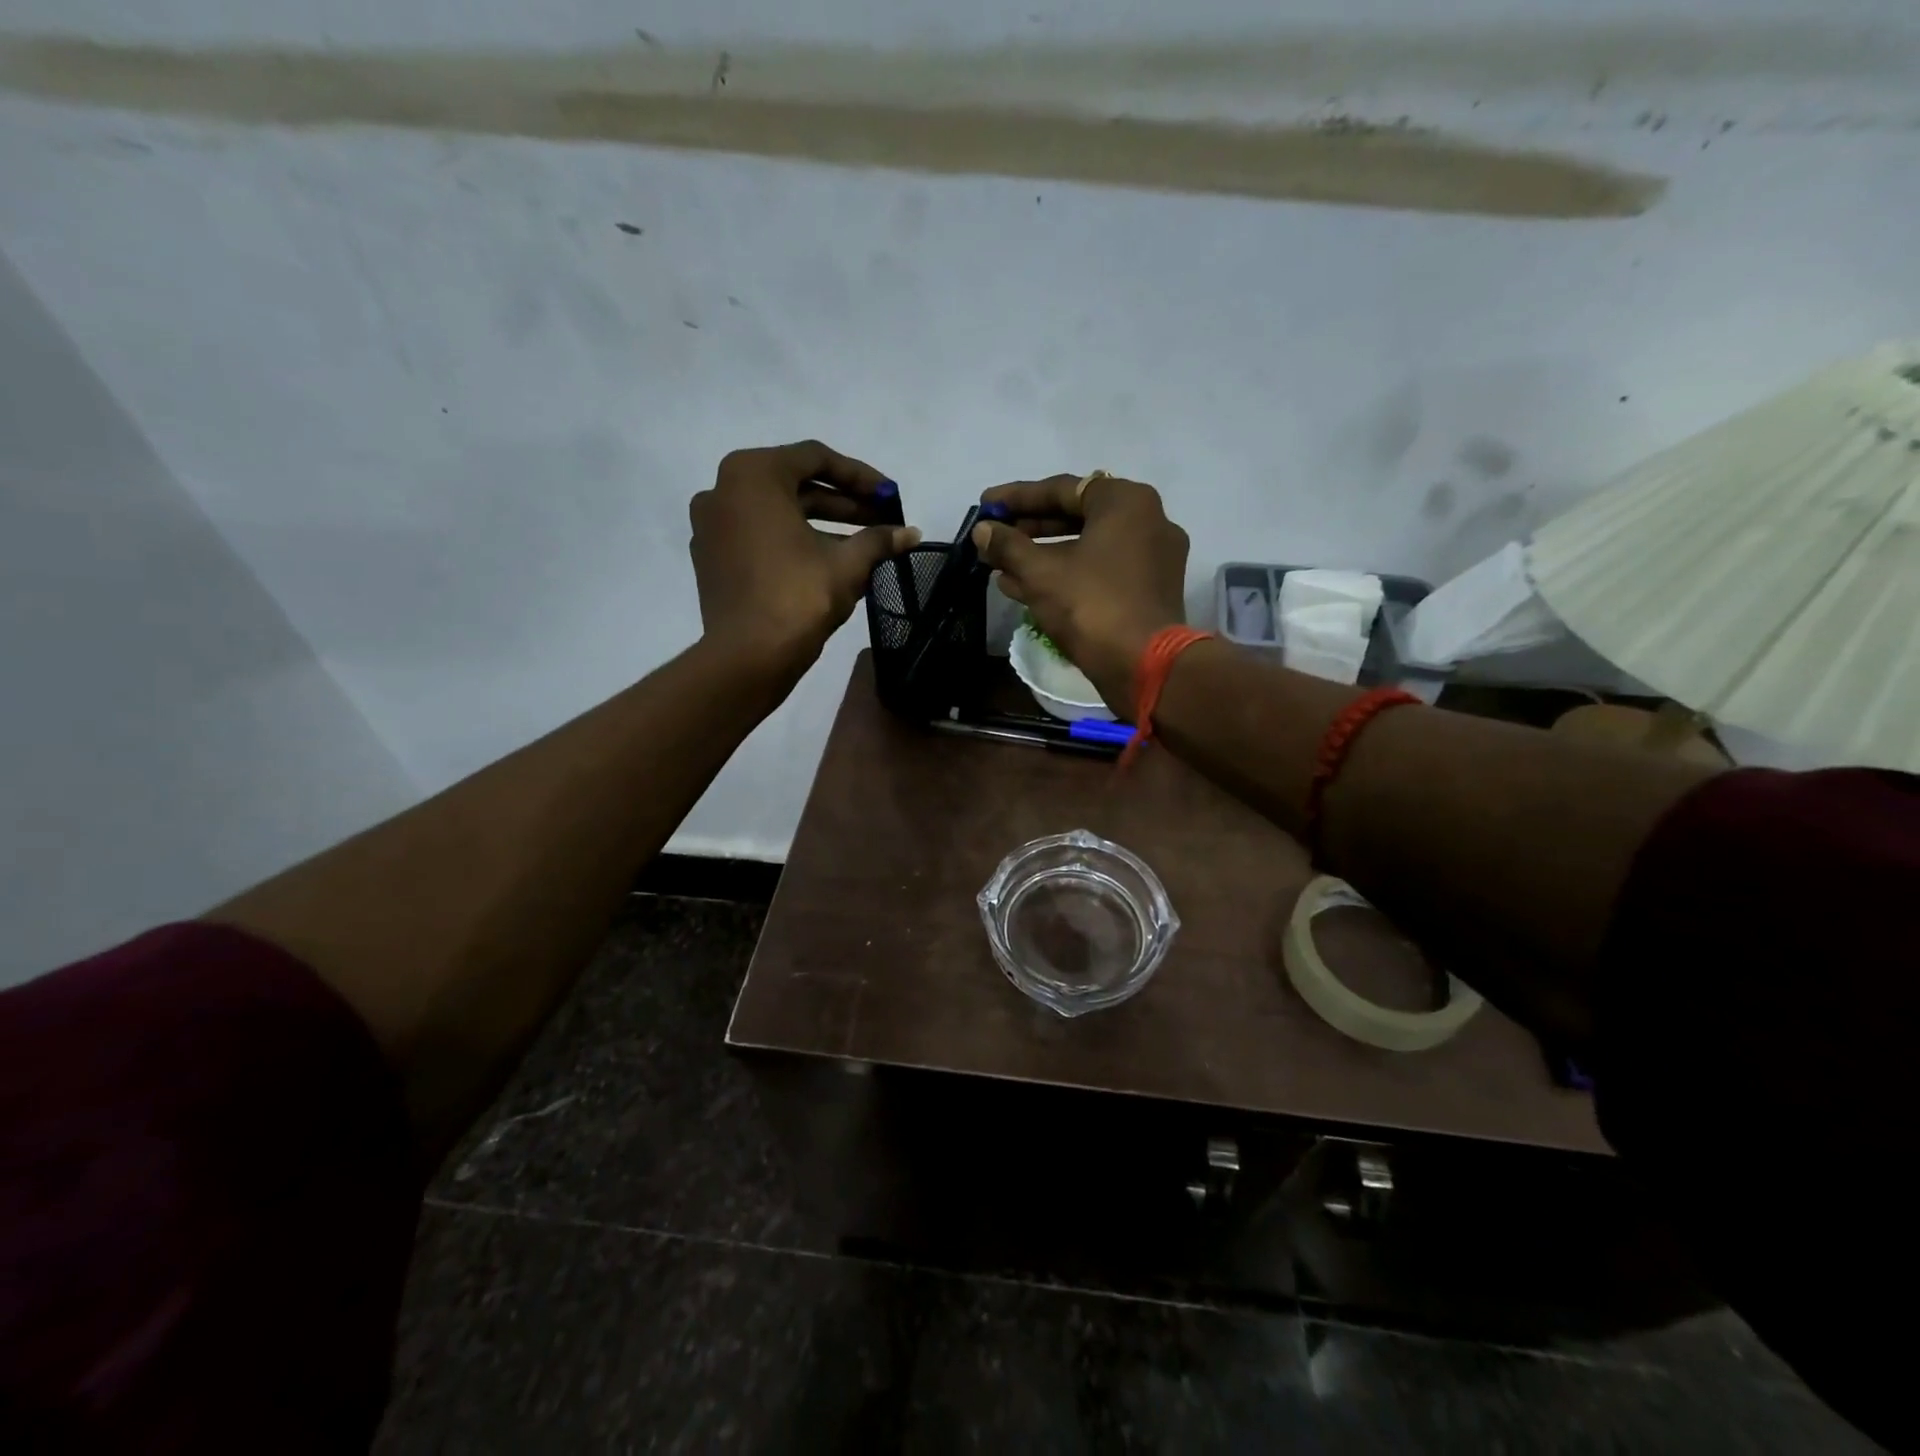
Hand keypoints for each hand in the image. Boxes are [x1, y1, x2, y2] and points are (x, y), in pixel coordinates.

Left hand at [690, 441, 919, 675]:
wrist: (748, 656)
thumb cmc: (798, 596)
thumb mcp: (847, 564)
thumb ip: (879, 540)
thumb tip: (911, 533)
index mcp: (753, 475)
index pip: (816, 458)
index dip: (861, 477)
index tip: (890, 496)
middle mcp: (723, 489)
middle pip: (796, 485)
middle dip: (844, 503)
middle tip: (883, 521)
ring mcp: (712, 525)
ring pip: (778, 512)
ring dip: (823, 523)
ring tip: (864, 543)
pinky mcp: (711, 557)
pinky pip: (759, 535)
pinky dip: (793, 541)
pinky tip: (828, 561)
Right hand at [973, 473, 1189, 713]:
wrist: (1145, 666)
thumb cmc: (1092, 606)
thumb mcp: (1040, 573)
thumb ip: (1008, 546)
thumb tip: (982, 530)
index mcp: (1126, 502)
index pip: (1062, 489)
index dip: (1017, 497)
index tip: (985, 505)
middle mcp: (1147, 520)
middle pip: (1076, 516)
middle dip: (1029, 529)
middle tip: (994, 536)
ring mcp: (1153, 557)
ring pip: (1087, 547)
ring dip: (1042, 555)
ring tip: (1000, 566)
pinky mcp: (1150, 590)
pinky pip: (1101, 571)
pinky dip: (1066, 574)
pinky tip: (1025, 588)